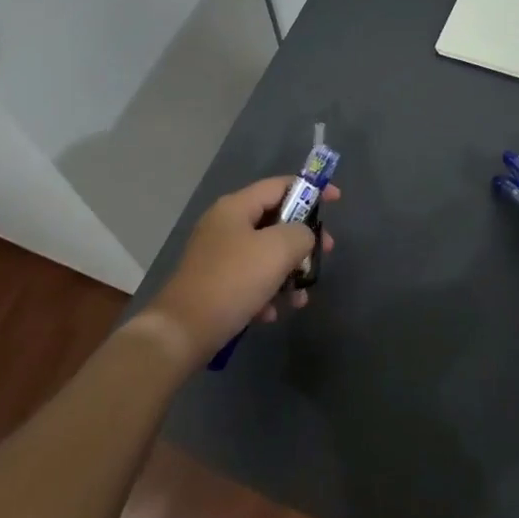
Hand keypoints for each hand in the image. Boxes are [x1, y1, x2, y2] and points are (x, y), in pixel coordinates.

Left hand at [147, 176, 337, 362]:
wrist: (182, 332)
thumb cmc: (233, 281)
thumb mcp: (278, 249)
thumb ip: (301, 233)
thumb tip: (302, 236)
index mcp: (236, 206)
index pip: (280, 185)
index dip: (311, 190)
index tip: (337, 201)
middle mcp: (225, 224)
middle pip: (275, 221)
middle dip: (302, 241)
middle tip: (324, 255)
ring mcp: (217, 255)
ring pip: (265, 255)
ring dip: (287, 273)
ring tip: (299, 299)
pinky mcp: (214, 284)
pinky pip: (250, 279)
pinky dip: (266, 293)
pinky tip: (270, 314)